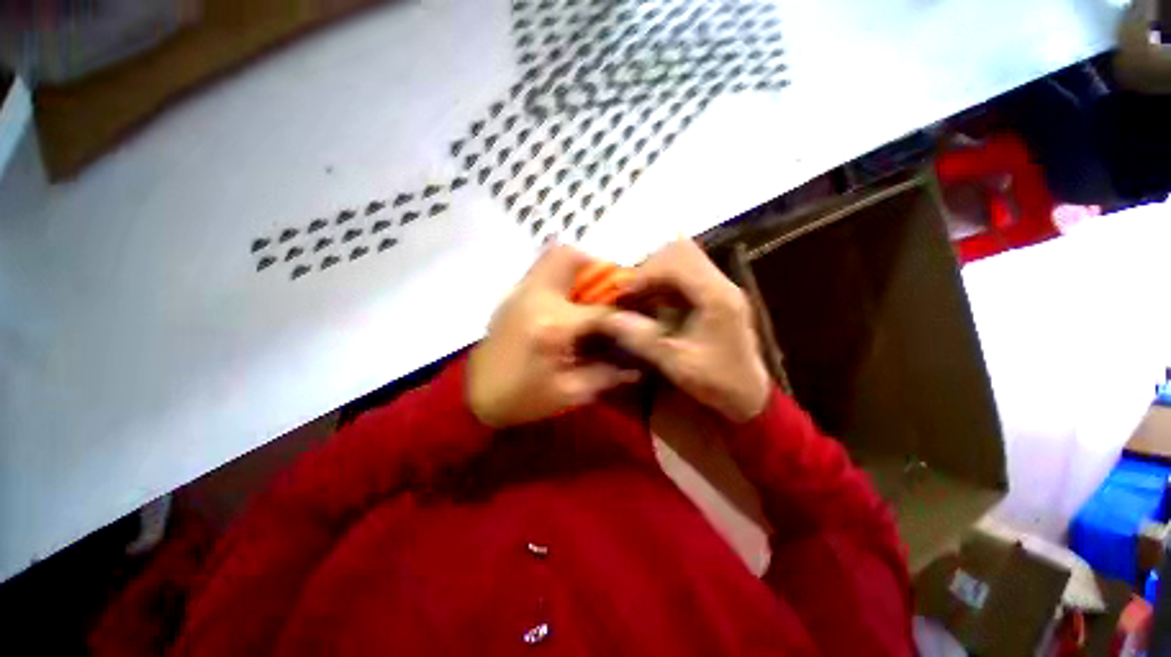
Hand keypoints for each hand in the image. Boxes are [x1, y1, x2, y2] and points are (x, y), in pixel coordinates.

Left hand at [467, 245, 640, 427]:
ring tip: (589, 294)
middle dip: (597, 267)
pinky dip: (561, 276)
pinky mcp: (512, 295)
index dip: (626, 315)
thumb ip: (607, 374)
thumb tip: (638, 366)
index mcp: (553, 325)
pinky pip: (541, 270)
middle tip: (608, 291)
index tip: (641, 319)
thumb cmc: (522, 398)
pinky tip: (567, 303)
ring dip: (578, 268)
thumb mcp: (570, 393)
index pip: (601, 310)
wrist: (474, 396)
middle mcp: (536, 298)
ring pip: (552, 256)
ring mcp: (520, 292)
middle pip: (569, 258)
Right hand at [599, 239, 769, 422]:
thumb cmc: (717, 381)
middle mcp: (720, 283)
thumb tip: (606, 318)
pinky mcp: (713, 294)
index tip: (623, 294)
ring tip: (637, 297)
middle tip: (630, 292)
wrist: (748, 394)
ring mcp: (718, 287)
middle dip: (649, 268)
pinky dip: (662, 284)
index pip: (678, 262)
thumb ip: (641, 338)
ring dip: (654, 274)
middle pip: (681, 251)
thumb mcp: (675, 363)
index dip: (645, 273)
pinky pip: (683, 275)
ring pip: (681, 259)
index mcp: (717, 297)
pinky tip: (651, 304)